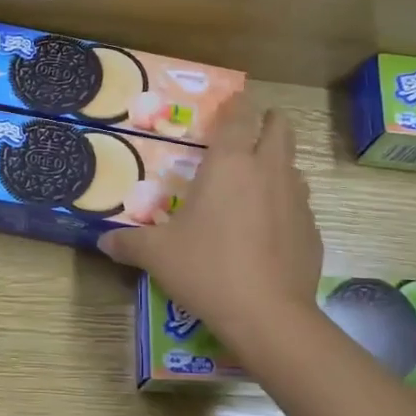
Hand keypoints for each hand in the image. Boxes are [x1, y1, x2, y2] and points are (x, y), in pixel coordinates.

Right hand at [102, 97, 322, 353]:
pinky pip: (300, 204)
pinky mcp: (312, 229)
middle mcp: (267, 170)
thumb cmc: (207, 269)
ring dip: (278, 164)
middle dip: (268, 123)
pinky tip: (269, 229)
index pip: (239, 116)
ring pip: (293, 165)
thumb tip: (102, 243)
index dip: (236, 104)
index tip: (232, 101)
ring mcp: (297, 199)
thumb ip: (128, 243)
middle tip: (248, 133)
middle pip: (280, 128)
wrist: (268, 315)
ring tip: (256, 182)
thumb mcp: (158, 255)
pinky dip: (286, 205)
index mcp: (230, 163)